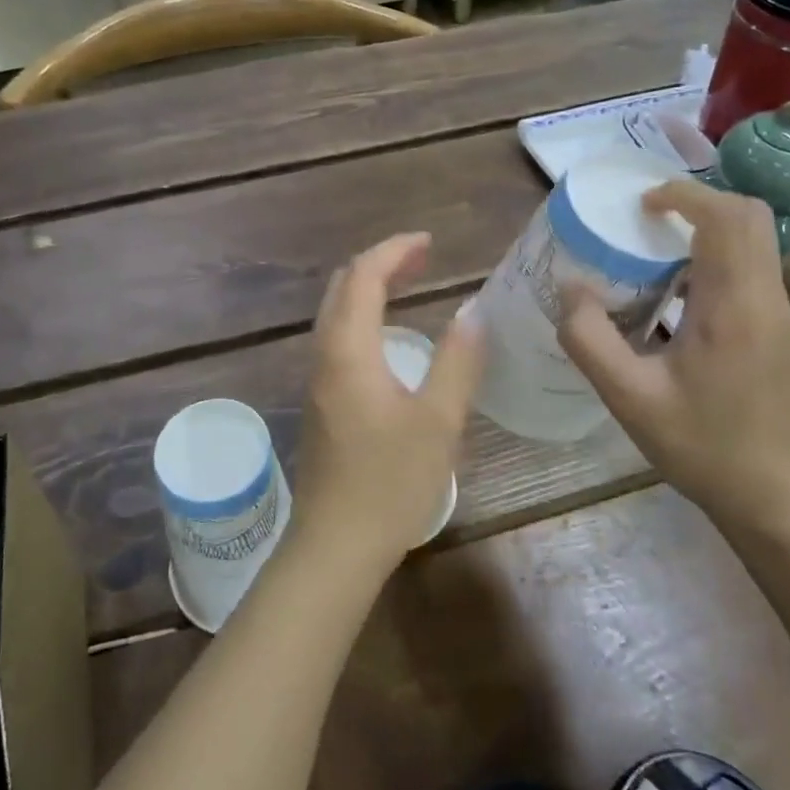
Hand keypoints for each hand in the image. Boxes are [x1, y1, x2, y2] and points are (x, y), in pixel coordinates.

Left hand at [290, 233, 484, 575]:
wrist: (335, 545)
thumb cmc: (389, 482)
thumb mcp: (437, 421)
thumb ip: (457, 362)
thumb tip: (472, 312)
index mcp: (348, 349)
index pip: (363, 275)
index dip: (395, 250)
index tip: (431, 243)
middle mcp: (324, 354)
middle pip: (342, 286)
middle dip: (380, 262)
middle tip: (424, 260)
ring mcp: (317, 379)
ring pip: (336, 312)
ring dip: (369, 288)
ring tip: (410, 284)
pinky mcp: (321, 401)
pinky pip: (338, 337)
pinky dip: (364, 316)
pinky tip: (391, 336)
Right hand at [555, 180, 789, 530]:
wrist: (775, 498)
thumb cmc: (701, 446)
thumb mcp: (629, 398)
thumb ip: (589, 339)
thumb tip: (570, 287)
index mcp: (735, 306)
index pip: (727, 218)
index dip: (684, 195)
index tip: (640, 205)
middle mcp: (767, 300)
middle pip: (749, 218)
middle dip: (698, 203)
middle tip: (645, 220)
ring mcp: (780, 316)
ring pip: (754, 243)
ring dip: (706, 231)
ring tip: (652, 253)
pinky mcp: (779, 332)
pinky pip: (750, 272)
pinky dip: (714, 260)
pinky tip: (675, 297)